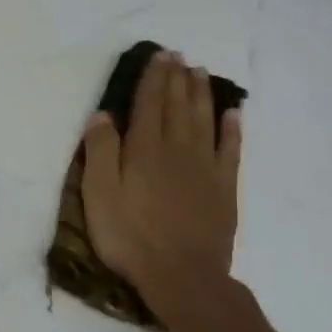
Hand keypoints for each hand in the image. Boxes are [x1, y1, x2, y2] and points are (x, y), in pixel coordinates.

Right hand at [80, 50, 242, 319]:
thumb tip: (103, 115)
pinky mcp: (224, 188)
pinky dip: (232, 128)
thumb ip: (100, 151)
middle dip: (176, 79)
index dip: (153, 78)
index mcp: (144, 149)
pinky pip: (231, 149)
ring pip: (204, 120)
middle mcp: (177, 149)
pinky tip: (232, 113)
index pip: (148, 104)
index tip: (158, 56)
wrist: (182, 275)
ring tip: (199, 73)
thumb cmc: (130, 235)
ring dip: (201, 94)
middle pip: (177, 106)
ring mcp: (205, 168)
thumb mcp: (99, 194)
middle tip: (178, 56)